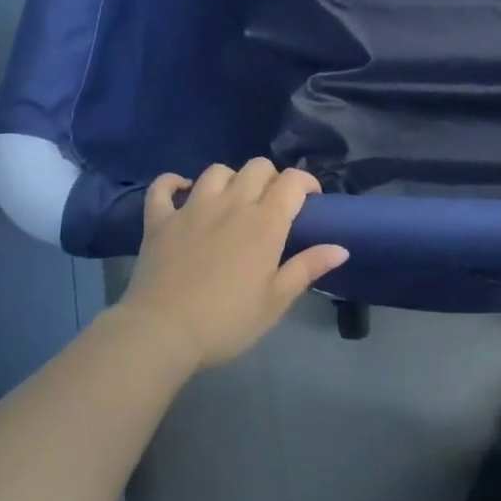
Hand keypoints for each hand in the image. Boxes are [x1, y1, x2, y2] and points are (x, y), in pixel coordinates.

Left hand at [119, 160, 347, 370]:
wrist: (162, 333)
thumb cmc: (227, 321)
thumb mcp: (275, 301)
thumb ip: (307, 268)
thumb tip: (341, 248)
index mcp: (265, 222)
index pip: (292, 181)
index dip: (306, 183)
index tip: (310, 200)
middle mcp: (231, 204)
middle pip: (257, 167)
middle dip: (270, 178)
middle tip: (271, 205)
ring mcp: (192, 208)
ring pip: (217, 171)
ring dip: (230, 179)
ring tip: (231, 200)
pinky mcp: (160, 220)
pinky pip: (163, 187)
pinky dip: (173, 183)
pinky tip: (181, 191)